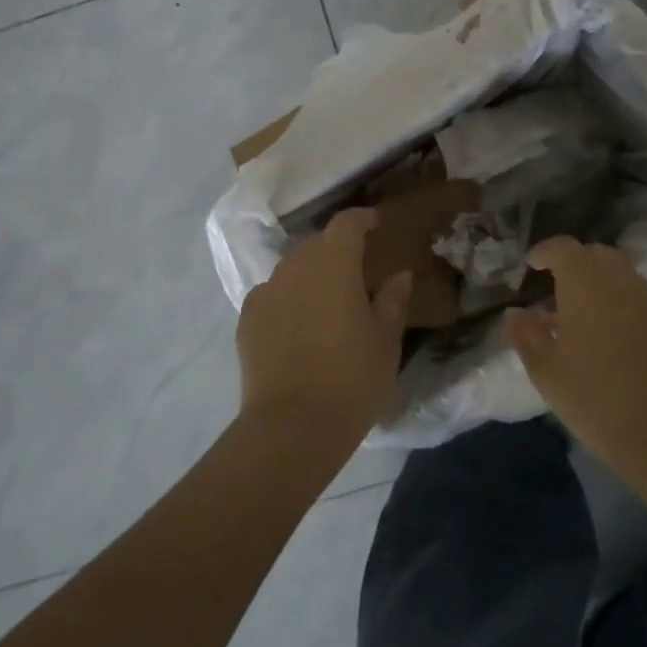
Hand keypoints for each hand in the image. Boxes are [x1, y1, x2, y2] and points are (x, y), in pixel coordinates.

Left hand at [236, 208, 412, 448]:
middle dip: (337, 250)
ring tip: (327, 301)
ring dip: (311, 274)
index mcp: (334, 264)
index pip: (346, 224)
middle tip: (357, 273)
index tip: (376, 224)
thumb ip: (393, 300)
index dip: (362, 219)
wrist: (292, 427)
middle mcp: (296, 266)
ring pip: (293, 269)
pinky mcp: (247, 318)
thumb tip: (399, 275)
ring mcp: (266, 291)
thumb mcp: (386, 341)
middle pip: (318, 244)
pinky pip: (272, 295)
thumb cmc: (352, 379)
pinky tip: (298, 325)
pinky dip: (288, 299)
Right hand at [505, 237, 646, 479]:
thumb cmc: (596, 398)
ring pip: (624, 276)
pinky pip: (644, 300)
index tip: (531, 264)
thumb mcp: (546, 371)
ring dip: (603, 284)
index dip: (544, 251)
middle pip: (597, 255)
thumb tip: (516, 312)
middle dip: (576, 264)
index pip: (562, 248)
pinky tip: (620, 338)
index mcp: (584, 283)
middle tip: (558, 289)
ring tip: (588, 316)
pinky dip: (627, 305)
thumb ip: (526, 334)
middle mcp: (621, 280)